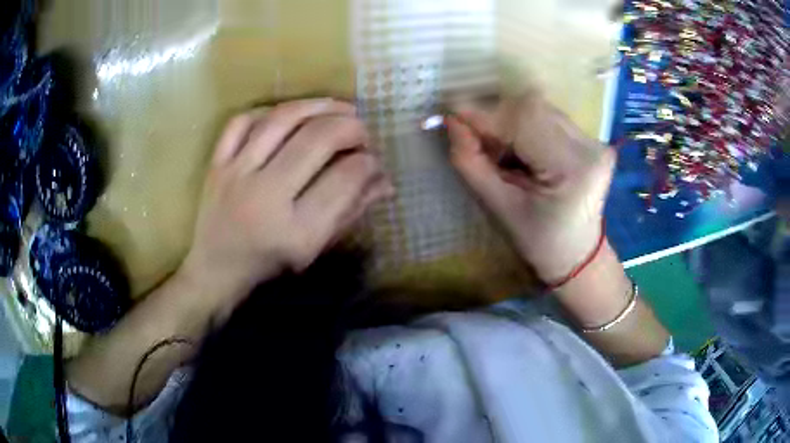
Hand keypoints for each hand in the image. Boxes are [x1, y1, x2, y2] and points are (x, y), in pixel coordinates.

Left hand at [183, 99, 392, 310]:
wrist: (216, 269)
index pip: (345, 179)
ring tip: (339, 108)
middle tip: (362, 131)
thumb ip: (350, 212)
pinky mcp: (217, 164)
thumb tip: (384, 180)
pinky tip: (290, 114)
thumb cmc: (270, 263)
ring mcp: (236, 174)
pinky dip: (270, 110)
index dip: (369, 163)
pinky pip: (242, 121)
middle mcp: (265, 196)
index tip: (374, 160)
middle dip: (351, 127)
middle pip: (317, 139)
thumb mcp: (315, 248)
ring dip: (318, 106)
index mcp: (296, 231)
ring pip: (282, 119)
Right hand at [447, 92, 615, 281]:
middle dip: (495, 117)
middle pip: (531, 107)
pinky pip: (549, 117)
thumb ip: (471, 163)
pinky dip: (525, 126)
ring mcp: (594, 140)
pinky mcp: (592, 139)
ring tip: (501, 151)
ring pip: (539, 108)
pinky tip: (521, 150)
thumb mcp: (499, 209)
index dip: (482, 114)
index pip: (521, 121)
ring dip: (510, 121)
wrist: (578, 255)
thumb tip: (451, 122)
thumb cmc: (539, 243)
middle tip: (475, 139)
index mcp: (571, 168)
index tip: (449, 115)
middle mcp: (589, 146)